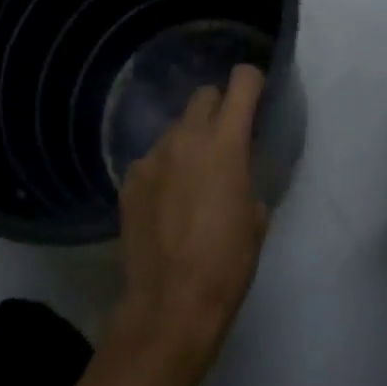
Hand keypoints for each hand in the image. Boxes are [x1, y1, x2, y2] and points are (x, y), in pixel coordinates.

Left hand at [113, 65, 268, 377]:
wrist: (169, 304)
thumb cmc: (226, 263)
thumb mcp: (256, 220)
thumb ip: (248, 181)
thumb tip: (238, 177)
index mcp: (225, 142)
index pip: (242, 82)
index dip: (252, 83)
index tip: (257, 97)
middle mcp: (186, 137)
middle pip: (203, 96)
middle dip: (218, 109)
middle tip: (224, 140)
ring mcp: (152, 156)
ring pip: (175, 129)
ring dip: (188, 142)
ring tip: (191, 180)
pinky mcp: (129, 180)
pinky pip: (152, 160)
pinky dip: (163, 170)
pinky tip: (165, 203)